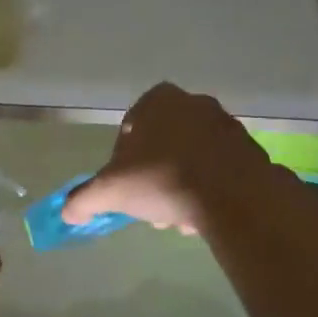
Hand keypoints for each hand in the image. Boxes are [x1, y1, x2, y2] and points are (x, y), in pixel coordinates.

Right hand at [61, 83, 274, 235]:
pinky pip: (219, 170)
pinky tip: (201, 216)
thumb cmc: (162, 179)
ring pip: (191, 158)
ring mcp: (227, 126)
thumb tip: (66, 212)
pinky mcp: (250, 151)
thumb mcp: (110, 191)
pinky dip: (207, 189)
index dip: (122, 156)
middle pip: (163, 143)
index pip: (131, 124)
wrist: (233, 197)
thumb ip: (83, 199)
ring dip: (179, 185)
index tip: (124, 181)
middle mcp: (196, 104)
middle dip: (153, 174)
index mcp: (160, 100)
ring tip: (175, 216)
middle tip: (149, 203)